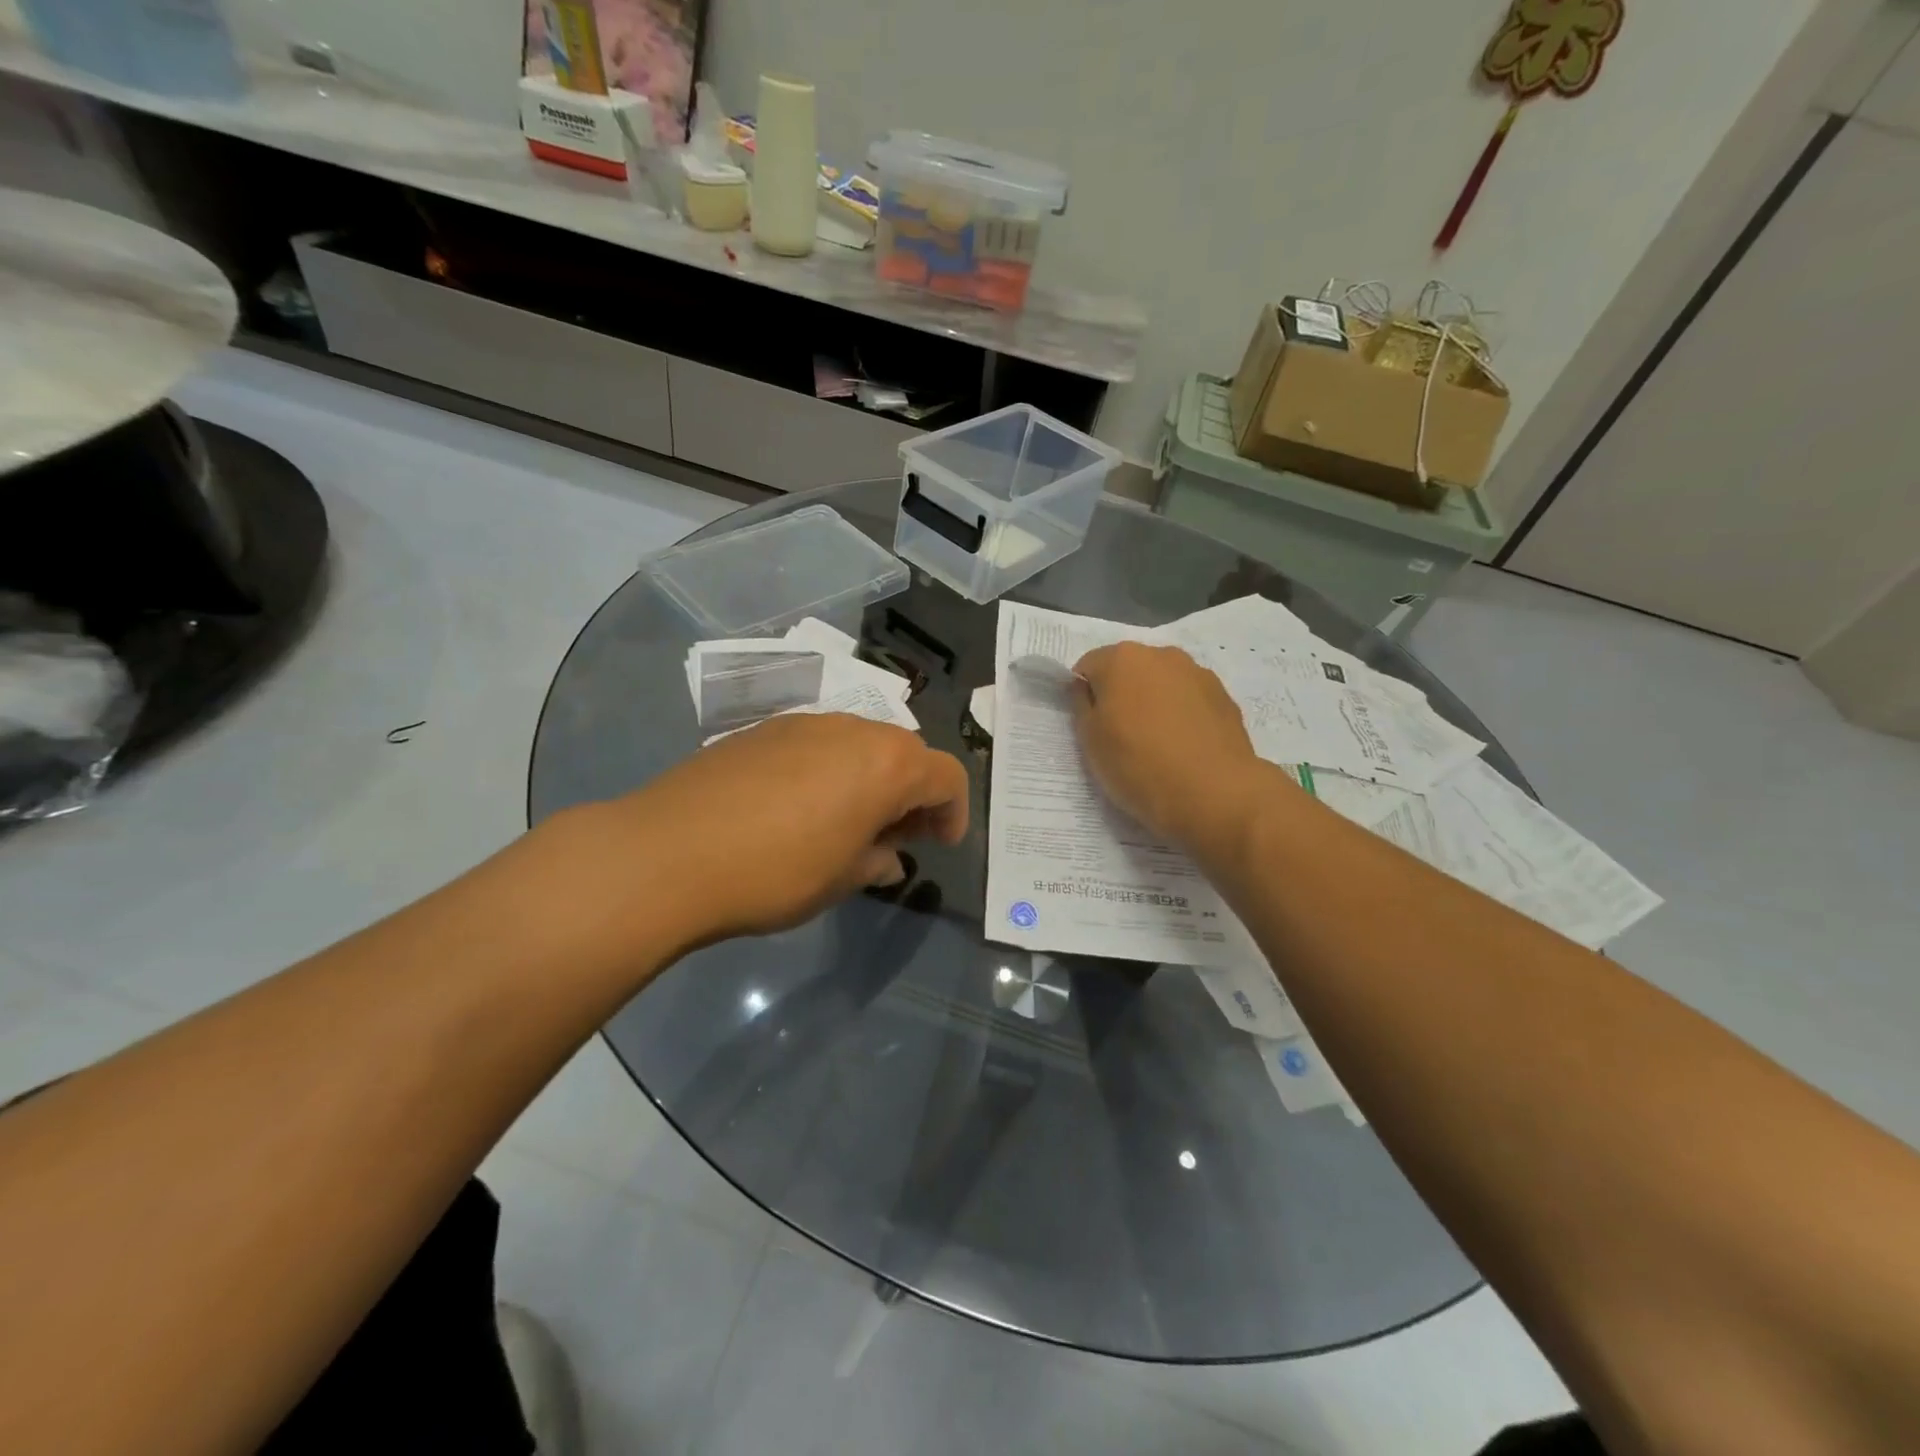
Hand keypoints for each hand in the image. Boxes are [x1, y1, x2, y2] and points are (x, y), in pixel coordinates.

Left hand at [584, 713, 969, 950]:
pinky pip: (817, 744)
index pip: (946, 776)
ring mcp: (804, 723)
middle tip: (898, 836)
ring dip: (871, 778)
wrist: (668, 852)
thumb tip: (887, 857)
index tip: (940, 844)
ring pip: (860, 743)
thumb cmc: (775, 872)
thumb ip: (876, 861)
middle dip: (913, 793)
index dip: (953, 812)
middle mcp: (853, 729)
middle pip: (905, 752)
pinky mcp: (763, 729)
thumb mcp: (840, 879)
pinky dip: (829, 770)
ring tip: (848, 822)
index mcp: (887, 764)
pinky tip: (799, 808)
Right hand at [1071, 641, 1275, 849]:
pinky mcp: (1224, 697)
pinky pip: (1189, 700)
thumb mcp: (1090, 740)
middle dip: (1121, 694)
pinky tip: (1184, 748)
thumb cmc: (1139, 765)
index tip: (1091, 727)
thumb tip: (1085, 687)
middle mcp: (1162, 655)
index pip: (1089, 667)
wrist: (1214, 794)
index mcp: (1122, 659)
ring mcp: (1198, 673)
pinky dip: (1182, 715)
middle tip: (1121, 737)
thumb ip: (1082, 705)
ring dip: (1153, 702)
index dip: (1085, 696)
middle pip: (1128, 670)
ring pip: (1162, 683)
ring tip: (1157, 744)